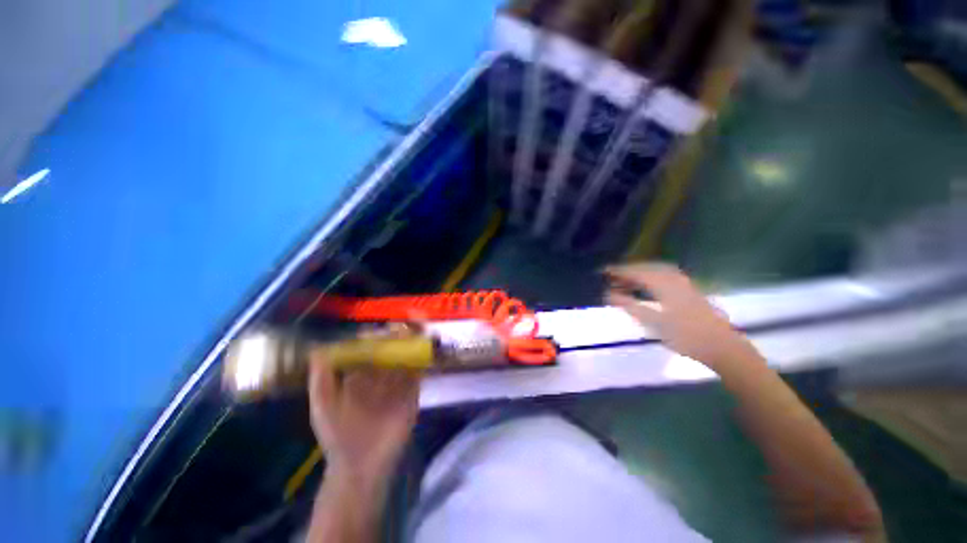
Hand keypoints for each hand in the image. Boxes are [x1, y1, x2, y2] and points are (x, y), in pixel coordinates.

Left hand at [308, 338, 419, 480]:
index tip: (376, 332)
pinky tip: (423, 349)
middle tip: (401, 327)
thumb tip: (319, 350)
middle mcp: (380, 376)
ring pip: (406, 357)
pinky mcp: (412, 393)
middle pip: (390, 349)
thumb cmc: (338, 435)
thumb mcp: (323, 406)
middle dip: (396, 336)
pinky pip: (418, 372)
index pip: (368, 349)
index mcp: (359, 375)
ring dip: (411, 344)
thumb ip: (321, 379)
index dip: (372, 337)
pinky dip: (422, 359)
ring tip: (415, 331)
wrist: (362, 466)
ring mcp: (398, 383)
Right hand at [604, 263, 754, 368]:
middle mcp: (673, 277)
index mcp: (663, 283)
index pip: (635, 271)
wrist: (722, 346)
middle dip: (627, 271)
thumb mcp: (653, 322)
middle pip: (645, 268)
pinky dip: (651, 276)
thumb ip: (629, 305)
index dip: (617, 270)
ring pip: (656, 270)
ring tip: (626, 280)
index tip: (602, 271)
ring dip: (639, 273)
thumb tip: (608, 293)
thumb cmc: (685, 335)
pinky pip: (664, 275)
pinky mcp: (690, 289)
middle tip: (612, 277)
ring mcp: (684, 282)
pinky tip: (648, 285)